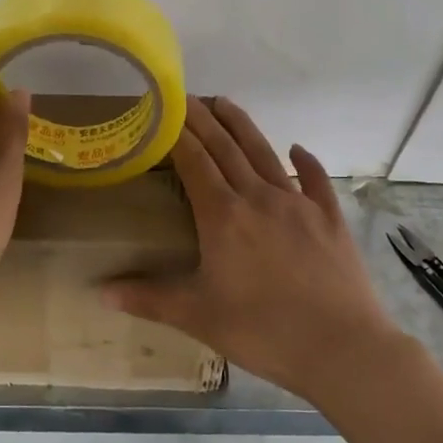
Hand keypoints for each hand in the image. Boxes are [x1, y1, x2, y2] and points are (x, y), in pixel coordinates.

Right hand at [104, 96, 403, 401]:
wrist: (341, 347)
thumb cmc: (262, 331)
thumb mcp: (198, 317)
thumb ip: (149, 299)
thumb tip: (100, 291)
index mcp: (223, 216)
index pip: (194, 160)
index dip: (177, 132)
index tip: (163, 110)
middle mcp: (259, 197)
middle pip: (226, 147)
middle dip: (203, 118)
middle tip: (187, 95)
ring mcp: (298, 204)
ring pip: (265, 153)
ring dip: (243, 126)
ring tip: (226, 103)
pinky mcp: (329, 218)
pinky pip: (315, 180)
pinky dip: (305, 162)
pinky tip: (297, 149)